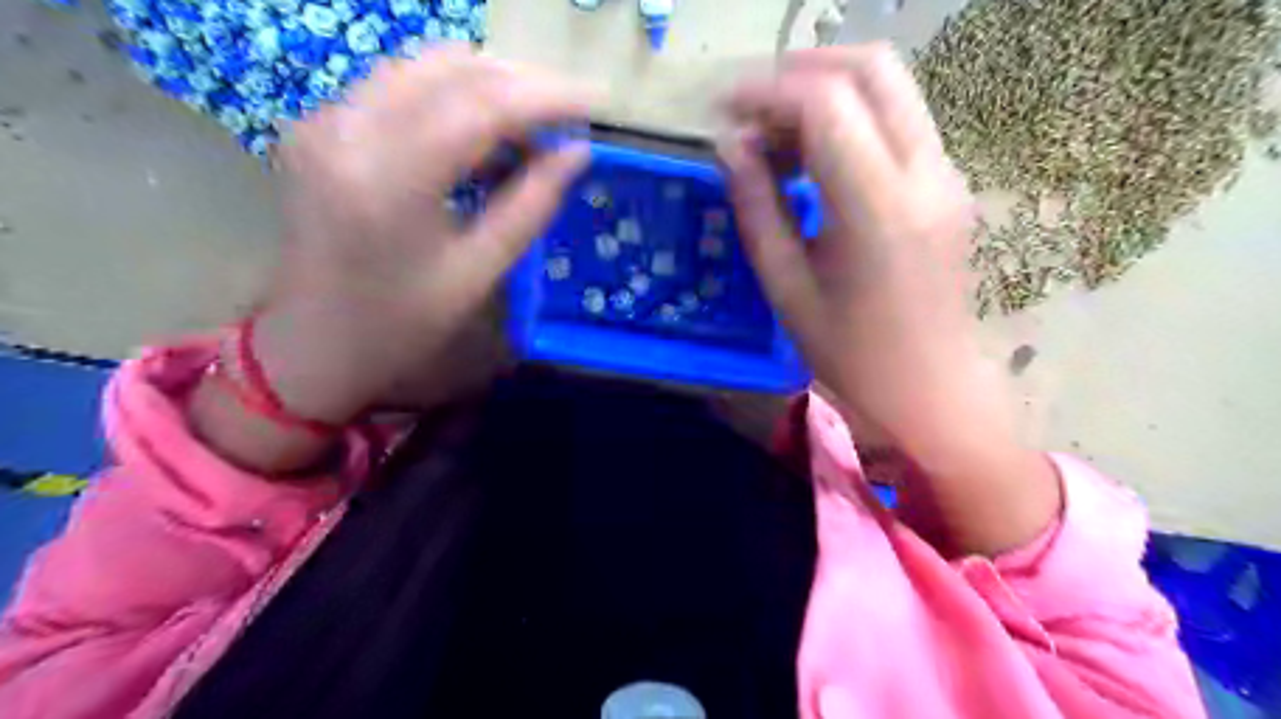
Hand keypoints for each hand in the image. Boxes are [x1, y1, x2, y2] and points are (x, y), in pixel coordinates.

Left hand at [258, 44, 588, 422]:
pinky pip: (401, 86)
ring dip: (489, 85)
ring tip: (534, 128)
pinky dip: (453, 97)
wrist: (313, 343)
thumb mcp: (478, 274)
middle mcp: (347, 128)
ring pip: (425, 66)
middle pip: (451, 67)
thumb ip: (530, 206)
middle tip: (569, 118)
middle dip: (522, 83)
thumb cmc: (401, 324)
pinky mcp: (321, 125)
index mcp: (389, 179)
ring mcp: (326, 120)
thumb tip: (577, 153)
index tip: (597, 103)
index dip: (547, 97)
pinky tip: (484, 135)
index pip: (481, 104)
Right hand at [720, 46, 1061, 554]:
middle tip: (748, 109)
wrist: (930, 387)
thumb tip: (730, 146)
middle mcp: (925, 173)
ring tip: (773, 136)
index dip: (766, 93)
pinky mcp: (946, 182)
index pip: (826, 104)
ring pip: (889, 85)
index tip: (722, 112)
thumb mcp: (786, 286)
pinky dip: (848, 117)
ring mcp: (945, 173)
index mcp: (879, 208)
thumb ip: (757, 206)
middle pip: (871, 68)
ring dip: (824, 91)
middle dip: (800, 72)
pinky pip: (896, 120)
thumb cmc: (850, 353)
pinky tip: (812, 157)